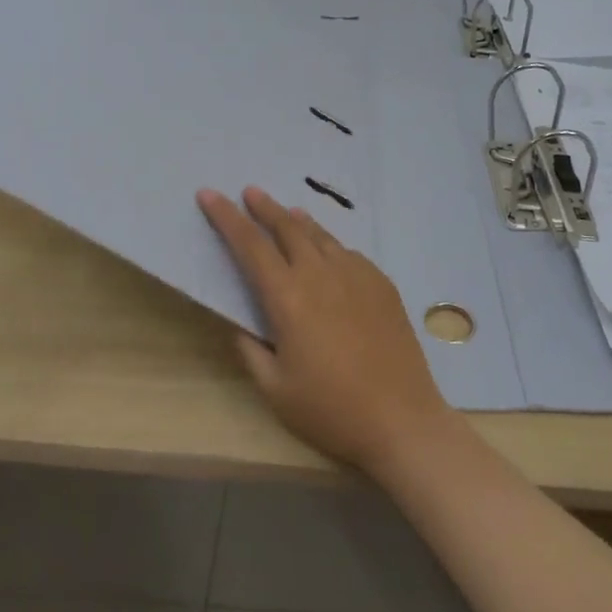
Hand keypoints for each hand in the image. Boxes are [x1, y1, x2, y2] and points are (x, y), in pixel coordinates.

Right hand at [198, 187, 451, 472]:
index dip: (226, 218)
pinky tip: (328, 253)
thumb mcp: (275, 390)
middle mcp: (321, 274)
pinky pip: (348, 253)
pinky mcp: (381, 283)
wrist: (401, 419)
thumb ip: (252, 351)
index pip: (250, 245)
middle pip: (288, 227)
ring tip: (287, 211)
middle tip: (250, 192)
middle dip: (264, 207)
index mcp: (288, 298)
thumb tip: (242, 324)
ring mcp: (356, 274)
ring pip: (321, 235)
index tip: (210, 194)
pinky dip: (329, 244)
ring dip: (298, 220)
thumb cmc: (330, 411)